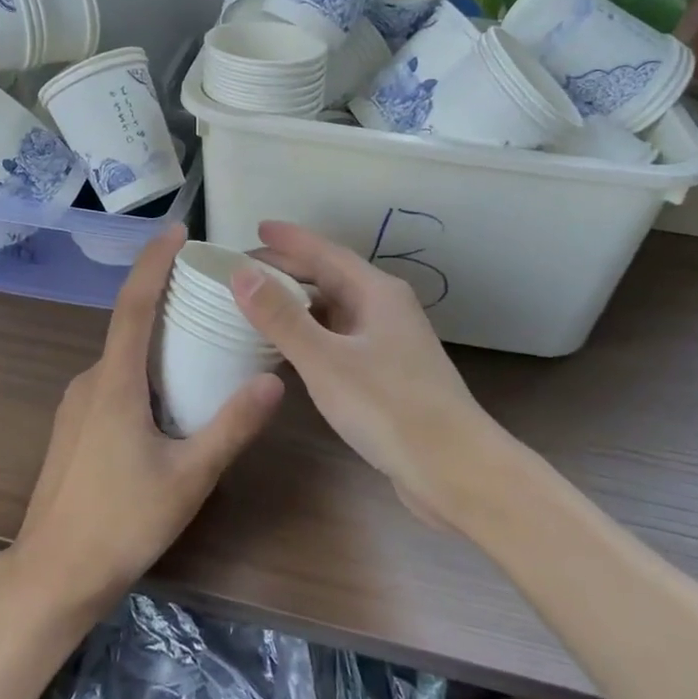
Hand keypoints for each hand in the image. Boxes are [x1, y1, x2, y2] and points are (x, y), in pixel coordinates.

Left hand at [10, 224, 281, 619]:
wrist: (52, 574)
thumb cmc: (121, 523)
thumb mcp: (188, 477)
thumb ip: (231, 427)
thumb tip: (273, 381)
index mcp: (115, 382)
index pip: (134, 304)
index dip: (154, 261)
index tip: (178, 230)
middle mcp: (90, 380)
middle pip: (129, 324)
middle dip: (165, 298)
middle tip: (210, 290)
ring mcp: (76, 403)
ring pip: (121, 356)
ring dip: (156, 339)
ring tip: (201, 341)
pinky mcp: (74, 425)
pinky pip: (112, 379)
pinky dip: (142, 368)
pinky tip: (169, 395)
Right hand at [232, 221, 499, 526]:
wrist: (456, 471)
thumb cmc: (390, 407)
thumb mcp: (325, 360)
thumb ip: (281, 317)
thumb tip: (241, 273)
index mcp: (377, 292)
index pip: (326, 252)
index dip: (290, 239)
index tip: (257, 227)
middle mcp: (385, 309)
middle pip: (331, 277)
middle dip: (289, 269)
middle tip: (245, 269)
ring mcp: (389, 343)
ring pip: (336, 309)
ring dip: (299, 302)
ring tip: (259, 303)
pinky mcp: (388, 374)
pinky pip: (340, 337)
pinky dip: (311, 333)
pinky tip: (290, 348)